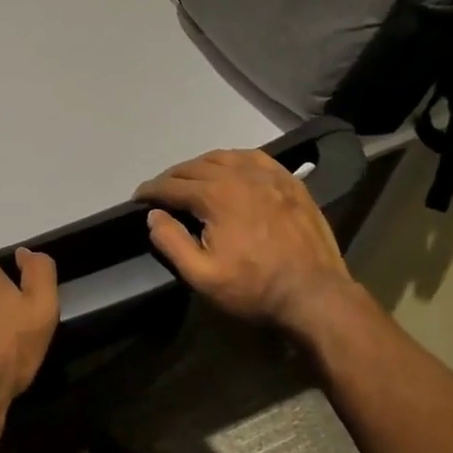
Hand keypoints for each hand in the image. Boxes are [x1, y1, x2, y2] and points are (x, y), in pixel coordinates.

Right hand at [134, 148, 355, 334]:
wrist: (315, 295)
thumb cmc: (254, 288)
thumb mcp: (202, 275)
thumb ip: (172, 242)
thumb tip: (154, 215)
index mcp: (215, 195)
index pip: (171, 185)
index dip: (150, 191)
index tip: (138, 198)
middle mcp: (239, 175)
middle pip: (194, 167)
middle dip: (171, 178)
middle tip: (160, 193)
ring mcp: (268, 175)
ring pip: (222, 157)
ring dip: (199, 166)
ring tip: (190, 180)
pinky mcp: (289, 181)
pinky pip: (253, 157)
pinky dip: (233, 160)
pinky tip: (230, 170)